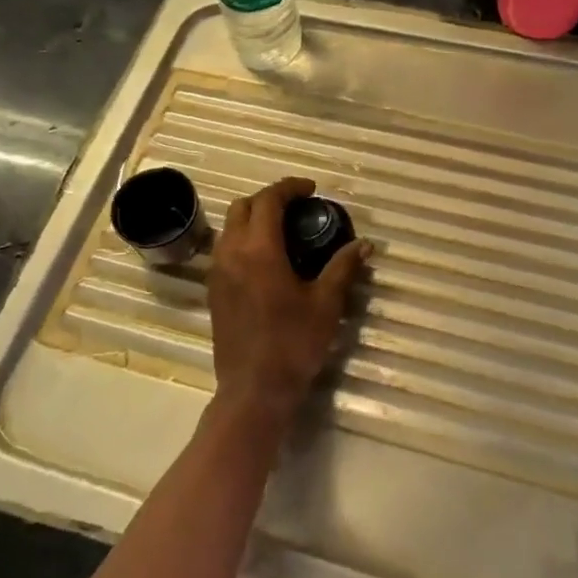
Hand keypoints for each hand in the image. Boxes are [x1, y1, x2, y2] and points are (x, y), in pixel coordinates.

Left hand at [207, 177, 368, 426]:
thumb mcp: (326, 303)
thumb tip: (364, 245)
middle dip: (268, 199)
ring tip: (282, 231)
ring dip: (253, 219)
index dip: (290, 188)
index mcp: (259, 249)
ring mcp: (217, 272)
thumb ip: (343, 267)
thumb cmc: (293, 343)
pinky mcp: (213, 290)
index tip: (311, 190)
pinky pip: (224, 249)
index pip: (268, 200)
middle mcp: (231, 253)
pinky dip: (243, 240)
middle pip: (242, 206)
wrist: (254, 390)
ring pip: (229, 228)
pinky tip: (266, 259)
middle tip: (297, 208)